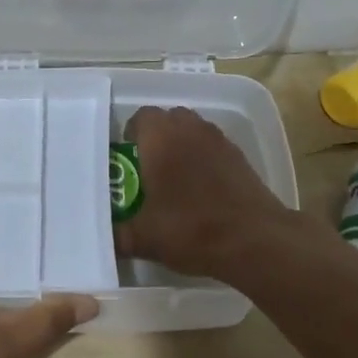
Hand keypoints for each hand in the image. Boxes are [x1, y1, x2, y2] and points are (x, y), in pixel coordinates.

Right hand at [114, 106, 296, 277]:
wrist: (254, 240)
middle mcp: (190, 130)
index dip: (131, 134)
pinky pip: (214, 147)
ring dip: (183, 145)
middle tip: (149, 167)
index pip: (141, 117)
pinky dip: (205, 158)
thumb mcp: (144, 239)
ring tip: (176, 177)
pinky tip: (202, 189)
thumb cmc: (191, 230)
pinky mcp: (241, 157)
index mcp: (160, 139)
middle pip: (169, 118)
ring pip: (194, 130)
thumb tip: (103, 239)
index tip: (127, 159)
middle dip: (157, 137)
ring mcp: (219, 141)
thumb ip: (118, 236)